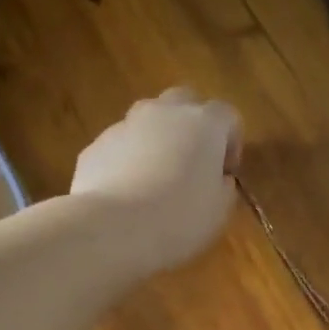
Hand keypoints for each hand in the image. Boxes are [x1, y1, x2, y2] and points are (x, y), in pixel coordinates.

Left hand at [71, 87, 241, 271]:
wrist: (113, 228)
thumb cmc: (179, 219)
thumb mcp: (219, 212)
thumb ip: (223, 187)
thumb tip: (217, 179)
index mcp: (203, 124)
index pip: (227, 115)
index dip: (232, 142)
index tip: (226, 173)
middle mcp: (164, 112)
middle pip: (184, 101)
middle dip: (192, 126)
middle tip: (193, 164)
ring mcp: (125, 125)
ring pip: (148, 121)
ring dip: (158, 141)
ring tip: (157, 181)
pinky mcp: (96, 145)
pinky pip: (121, 147)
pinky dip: (129, 162)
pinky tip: (128, 196)